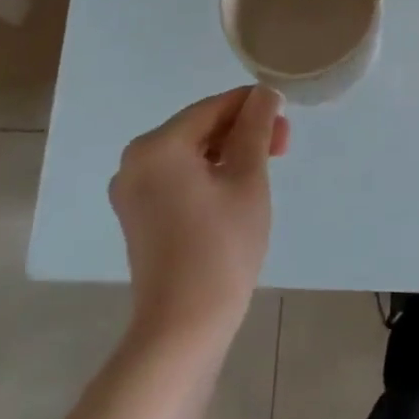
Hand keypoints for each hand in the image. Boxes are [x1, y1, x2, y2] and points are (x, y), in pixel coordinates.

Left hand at [109, 87, 289, 344]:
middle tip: (282, 147)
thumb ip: (256, 128)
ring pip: (189, 152)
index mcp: (158, 146)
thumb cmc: (222, 246)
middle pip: (199, 128)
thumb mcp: (248, 179)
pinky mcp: (138, 215)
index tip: (286, 120)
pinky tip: (236, 188)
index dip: (253, 106)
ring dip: (228, 152)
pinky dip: (208, 174)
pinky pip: (177, 177)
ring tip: (265, 167)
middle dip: (242, 131)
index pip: (213, 107)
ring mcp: (132, 190)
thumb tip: (264, 93)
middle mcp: (135, 161)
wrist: (184, 325)